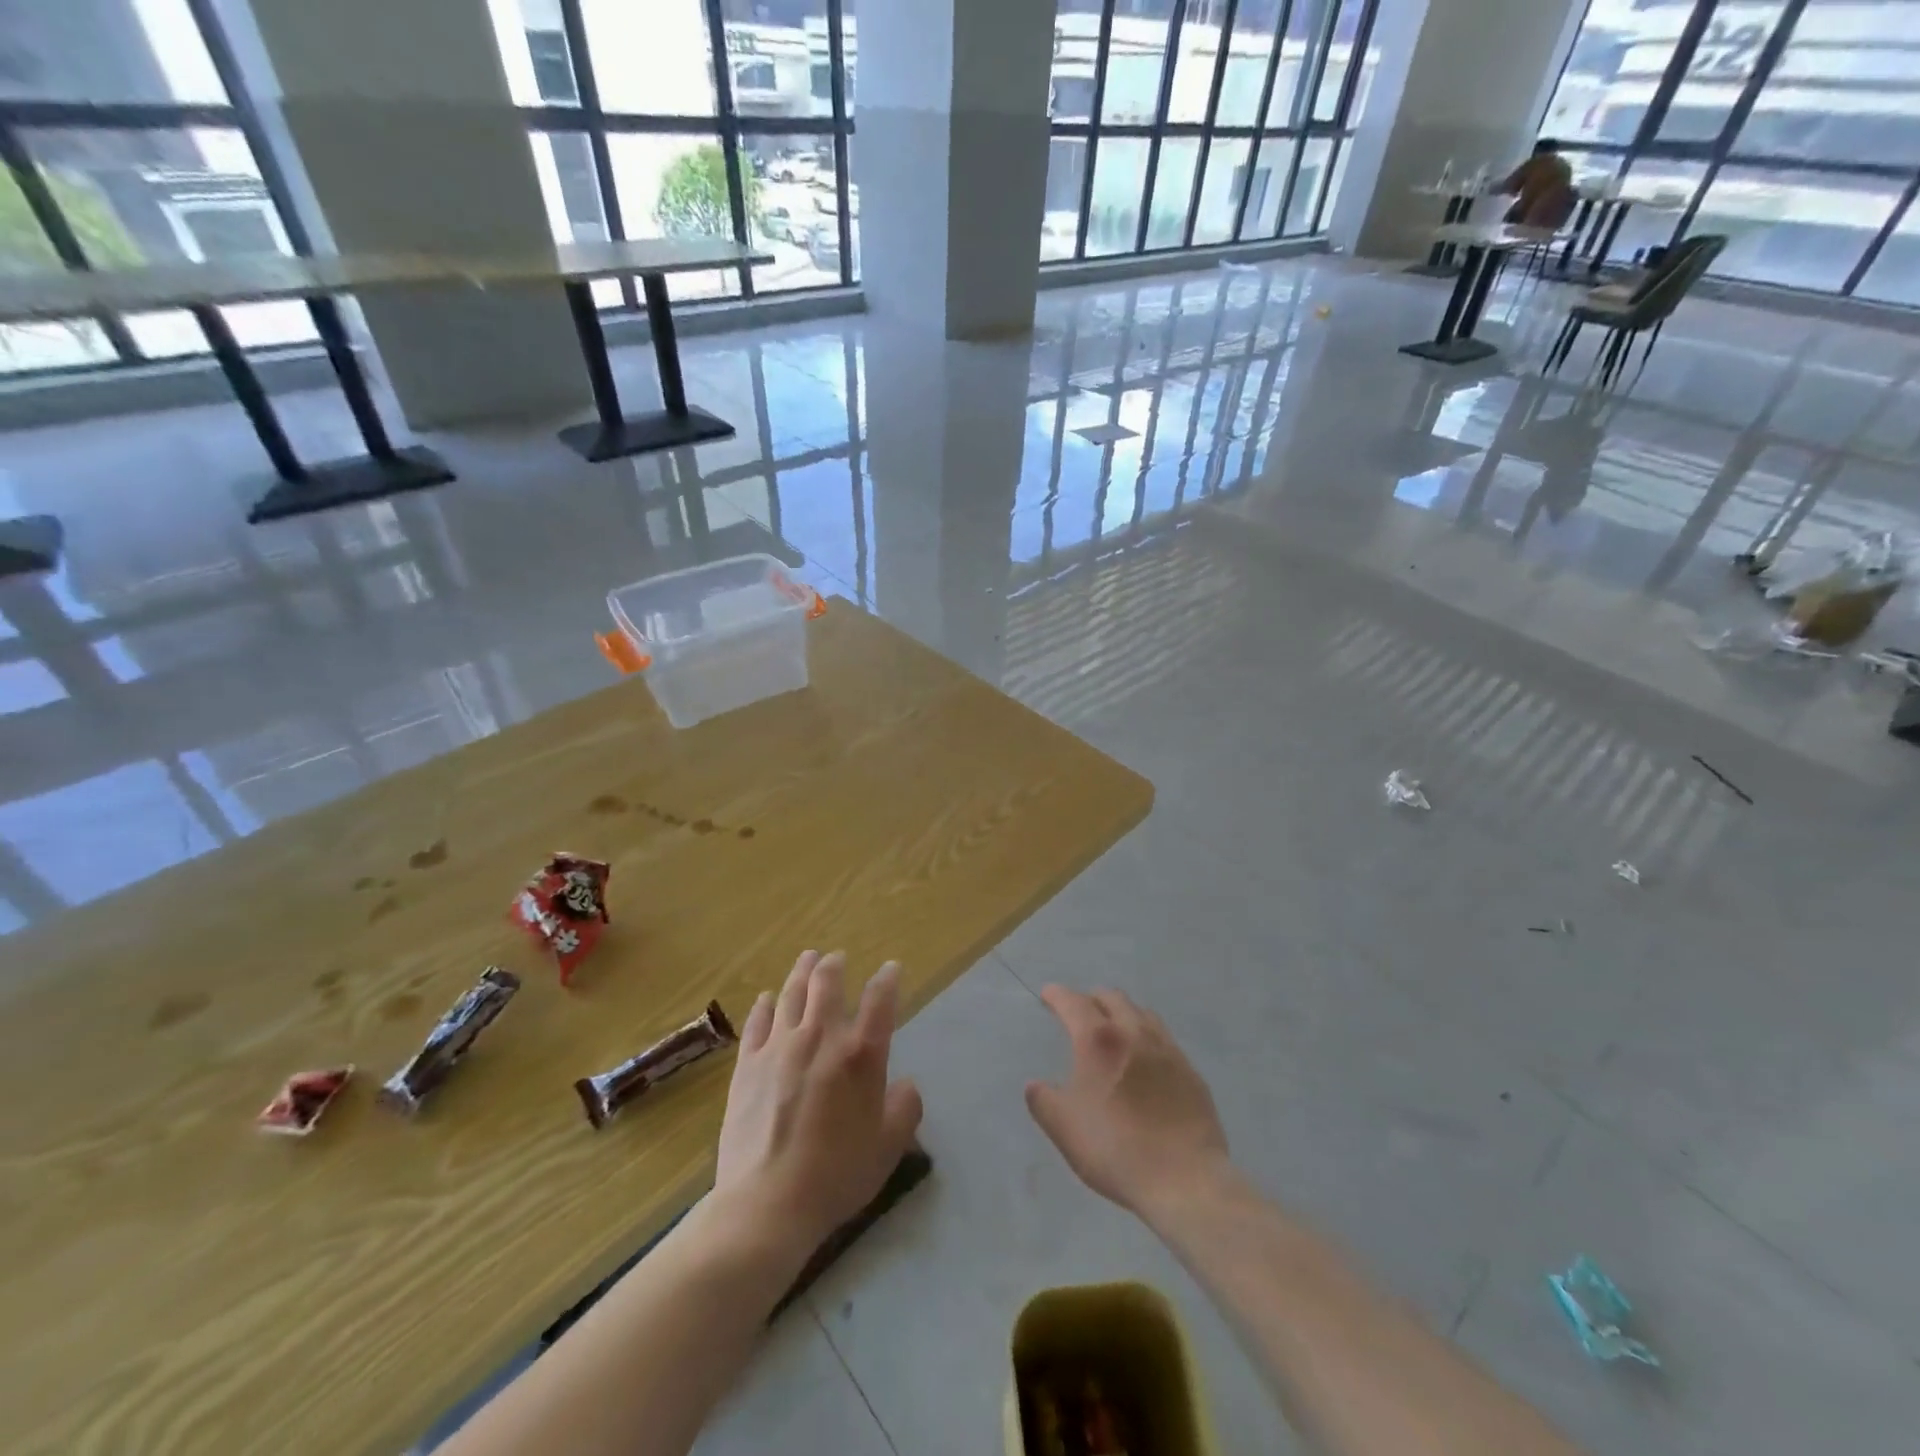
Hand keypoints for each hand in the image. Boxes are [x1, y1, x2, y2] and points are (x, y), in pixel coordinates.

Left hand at [714, 951, 923, 1255]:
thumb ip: (905, 1108)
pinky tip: (766, 998)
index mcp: (861, 1053)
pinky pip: (757, 1021)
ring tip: (808, 959)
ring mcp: (779, 1046)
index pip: (880, 999)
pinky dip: (765, 1004)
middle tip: (838, 958)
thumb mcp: (889, 1146)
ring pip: (791, 992)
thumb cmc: (837, 1175)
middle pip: (828, 982)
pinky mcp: (747, 1064)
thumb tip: (905, 1084)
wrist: (767, 1203)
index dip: (888, 978)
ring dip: (802, 971)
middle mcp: (821, 1036)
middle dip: (836, 964)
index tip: (891, 969)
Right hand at [1026, 986, 1231, 1221]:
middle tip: (1080, 1013)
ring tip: (1114, 1029)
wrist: (1184, 1180)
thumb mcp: (1064, 1128)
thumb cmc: (1115, 1149)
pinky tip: (1146, 1060)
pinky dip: (1147, 1037)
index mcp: (1099, 1040)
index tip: (1048, 994)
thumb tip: (1035, 1085)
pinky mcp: (1190, 1071)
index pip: (1073, 1002)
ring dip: (1123, 1013)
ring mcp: (1167, 1050)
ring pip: (1142, 1013)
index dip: (1057, 994)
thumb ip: (1043, 1100)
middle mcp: (1134, 1032)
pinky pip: (1164, 1039)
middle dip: (1091, 999)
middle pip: (1112, 998)